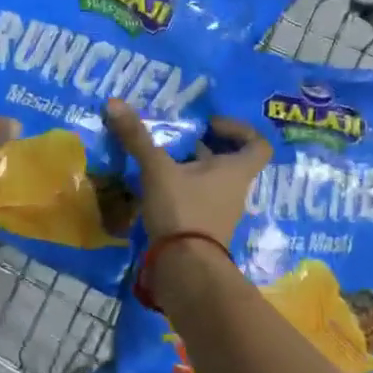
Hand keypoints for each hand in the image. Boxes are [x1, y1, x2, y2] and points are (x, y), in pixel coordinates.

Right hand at [104, 99, 271, 242]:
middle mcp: (234, 190)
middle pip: (230, 162)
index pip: (258, 145)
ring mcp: (220, 213)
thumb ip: (138, 138)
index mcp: (235, 171)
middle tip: (181, 137)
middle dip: (206, 148)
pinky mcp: (202, 230)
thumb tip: (114, 103)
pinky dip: (181, 192)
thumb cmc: (183, 210)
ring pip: (211, 183)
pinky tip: (155, 187)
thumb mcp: (157, 169)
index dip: (240, 129)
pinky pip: (196, 202)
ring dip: (191, 170)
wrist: (185, 269)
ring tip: (162, 159)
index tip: (210, 125)